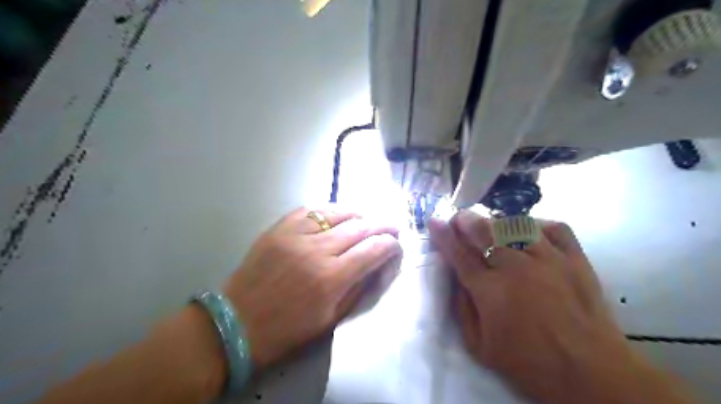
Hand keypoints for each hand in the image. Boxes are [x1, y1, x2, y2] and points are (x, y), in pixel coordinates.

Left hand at [221, 207, 399, 367]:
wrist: (237, 322)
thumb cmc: (287, 329)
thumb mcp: (331, 318)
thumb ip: (358, 288)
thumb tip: (378, 264)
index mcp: (331, 279)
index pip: (373, 250)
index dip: (390, 244)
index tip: (396, 244)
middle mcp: (317, 251)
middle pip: (360, 227)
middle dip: (382, 225)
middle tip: (392, 226)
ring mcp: (296, 235)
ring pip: (338, 213)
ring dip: (359, 214)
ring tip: (368, 218)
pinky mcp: (279, 228)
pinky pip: (311, 210)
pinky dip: (330, 210)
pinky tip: (338, 214)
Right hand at [426, 211, 635, 403]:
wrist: (591, 374)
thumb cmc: (529, 364)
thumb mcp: (479, 346)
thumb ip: (462, 308)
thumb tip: (457, 277)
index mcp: (490, 291)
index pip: (459, 254)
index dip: (443, 235)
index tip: (434, 220)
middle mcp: (516, 268)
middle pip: (484, 231)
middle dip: (466, 220)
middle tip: (460, 219)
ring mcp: (549, 259)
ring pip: (515, 224)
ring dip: (497, 221)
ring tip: (491, 227)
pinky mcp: (576, 259)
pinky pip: (554, 227)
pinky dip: (538, 224)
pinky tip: (528, 231)